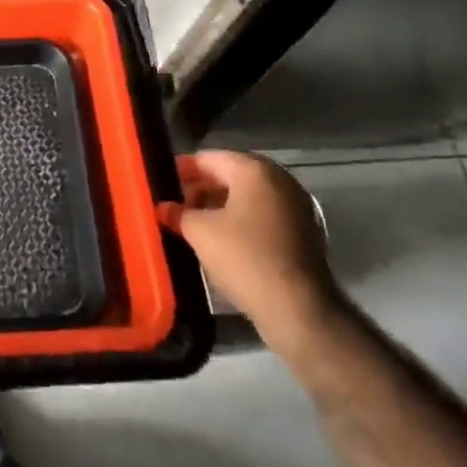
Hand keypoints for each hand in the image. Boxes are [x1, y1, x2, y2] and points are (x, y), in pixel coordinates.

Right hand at [165, 150, 340, 351]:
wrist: (298, 308)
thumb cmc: (245, 258)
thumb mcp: (200, 233)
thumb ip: (179, 214)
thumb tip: (164, 208)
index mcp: (254, 170)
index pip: (209, 158)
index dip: (183, 169)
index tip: (162, 182)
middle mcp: (279, 179)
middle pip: (231, 173)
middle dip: (202, 187)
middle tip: (177, 203)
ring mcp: (296, 204)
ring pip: (249, 195)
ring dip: (222, 204)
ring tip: (195, 222)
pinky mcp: (304, 230)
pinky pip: (264, 213)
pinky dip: (243, 218)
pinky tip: (223, 238)